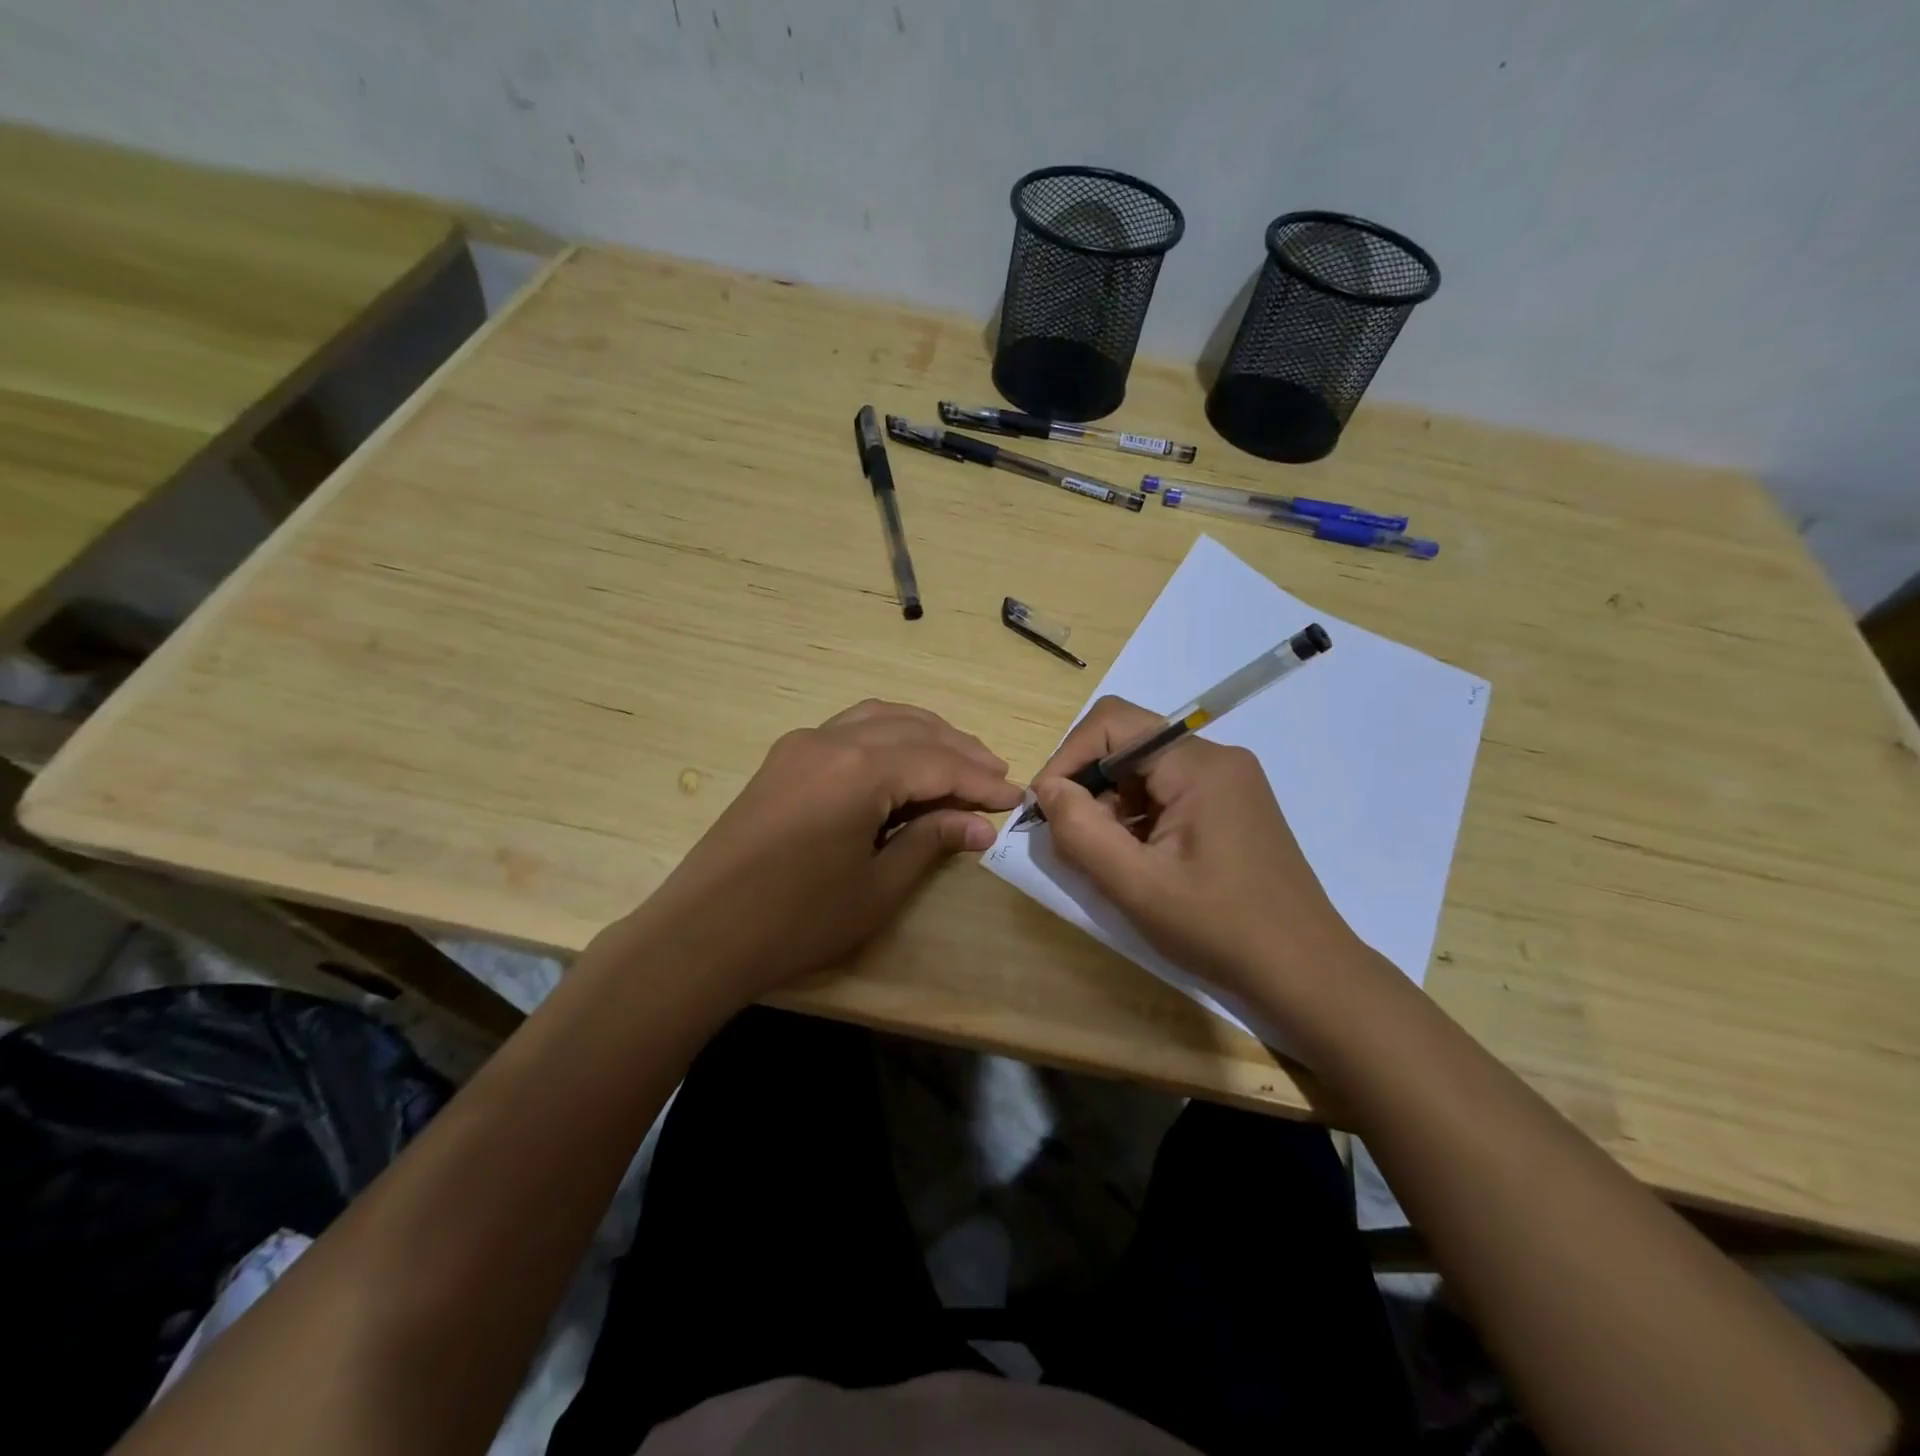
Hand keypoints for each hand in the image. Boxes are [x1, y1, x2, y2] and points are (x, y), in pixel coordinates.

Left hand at [632, 700, 1021, 1002]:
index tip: (1015, 798)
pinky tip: (901, 760)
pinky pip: (849, 728)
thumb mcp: (877, 888)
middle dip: (960, 750)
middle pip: (913, 730)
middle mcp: (832, 740)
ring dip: (924, 734)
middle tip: (995, 776)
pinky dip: (887, 734)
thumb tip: (980, 826)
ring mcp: (802, 744)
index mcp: (860, 769)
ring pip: (879, 717)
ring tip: (958, 760)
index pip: (939, 763)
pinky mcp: (783, 758)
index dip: (981, 781)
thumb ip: (931, 843)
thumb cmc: (797, 920)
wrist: (701, 933)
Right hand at [1031, 695, 1365, 1016]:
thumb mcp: (1136, 885)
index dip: (1069, 756)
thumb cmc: (1219, 928)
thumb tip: (1046, 788)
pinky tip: (1139, 863)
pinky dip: (1139, 820)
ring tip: (1108, 860)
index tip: (1046, 806)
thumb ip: (1081, 830)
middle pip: (1129, 745)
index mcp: (1199, 765)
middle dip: (1090, 786)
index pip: (1114, 723)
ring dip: (1113, 808)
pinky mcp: (1232, 807)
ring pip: (1146, 772)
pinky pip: (1168, 794)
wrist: (1305, 973)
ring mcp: (1229, 783)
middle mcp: (1217, 759)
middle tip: (1074, 841)